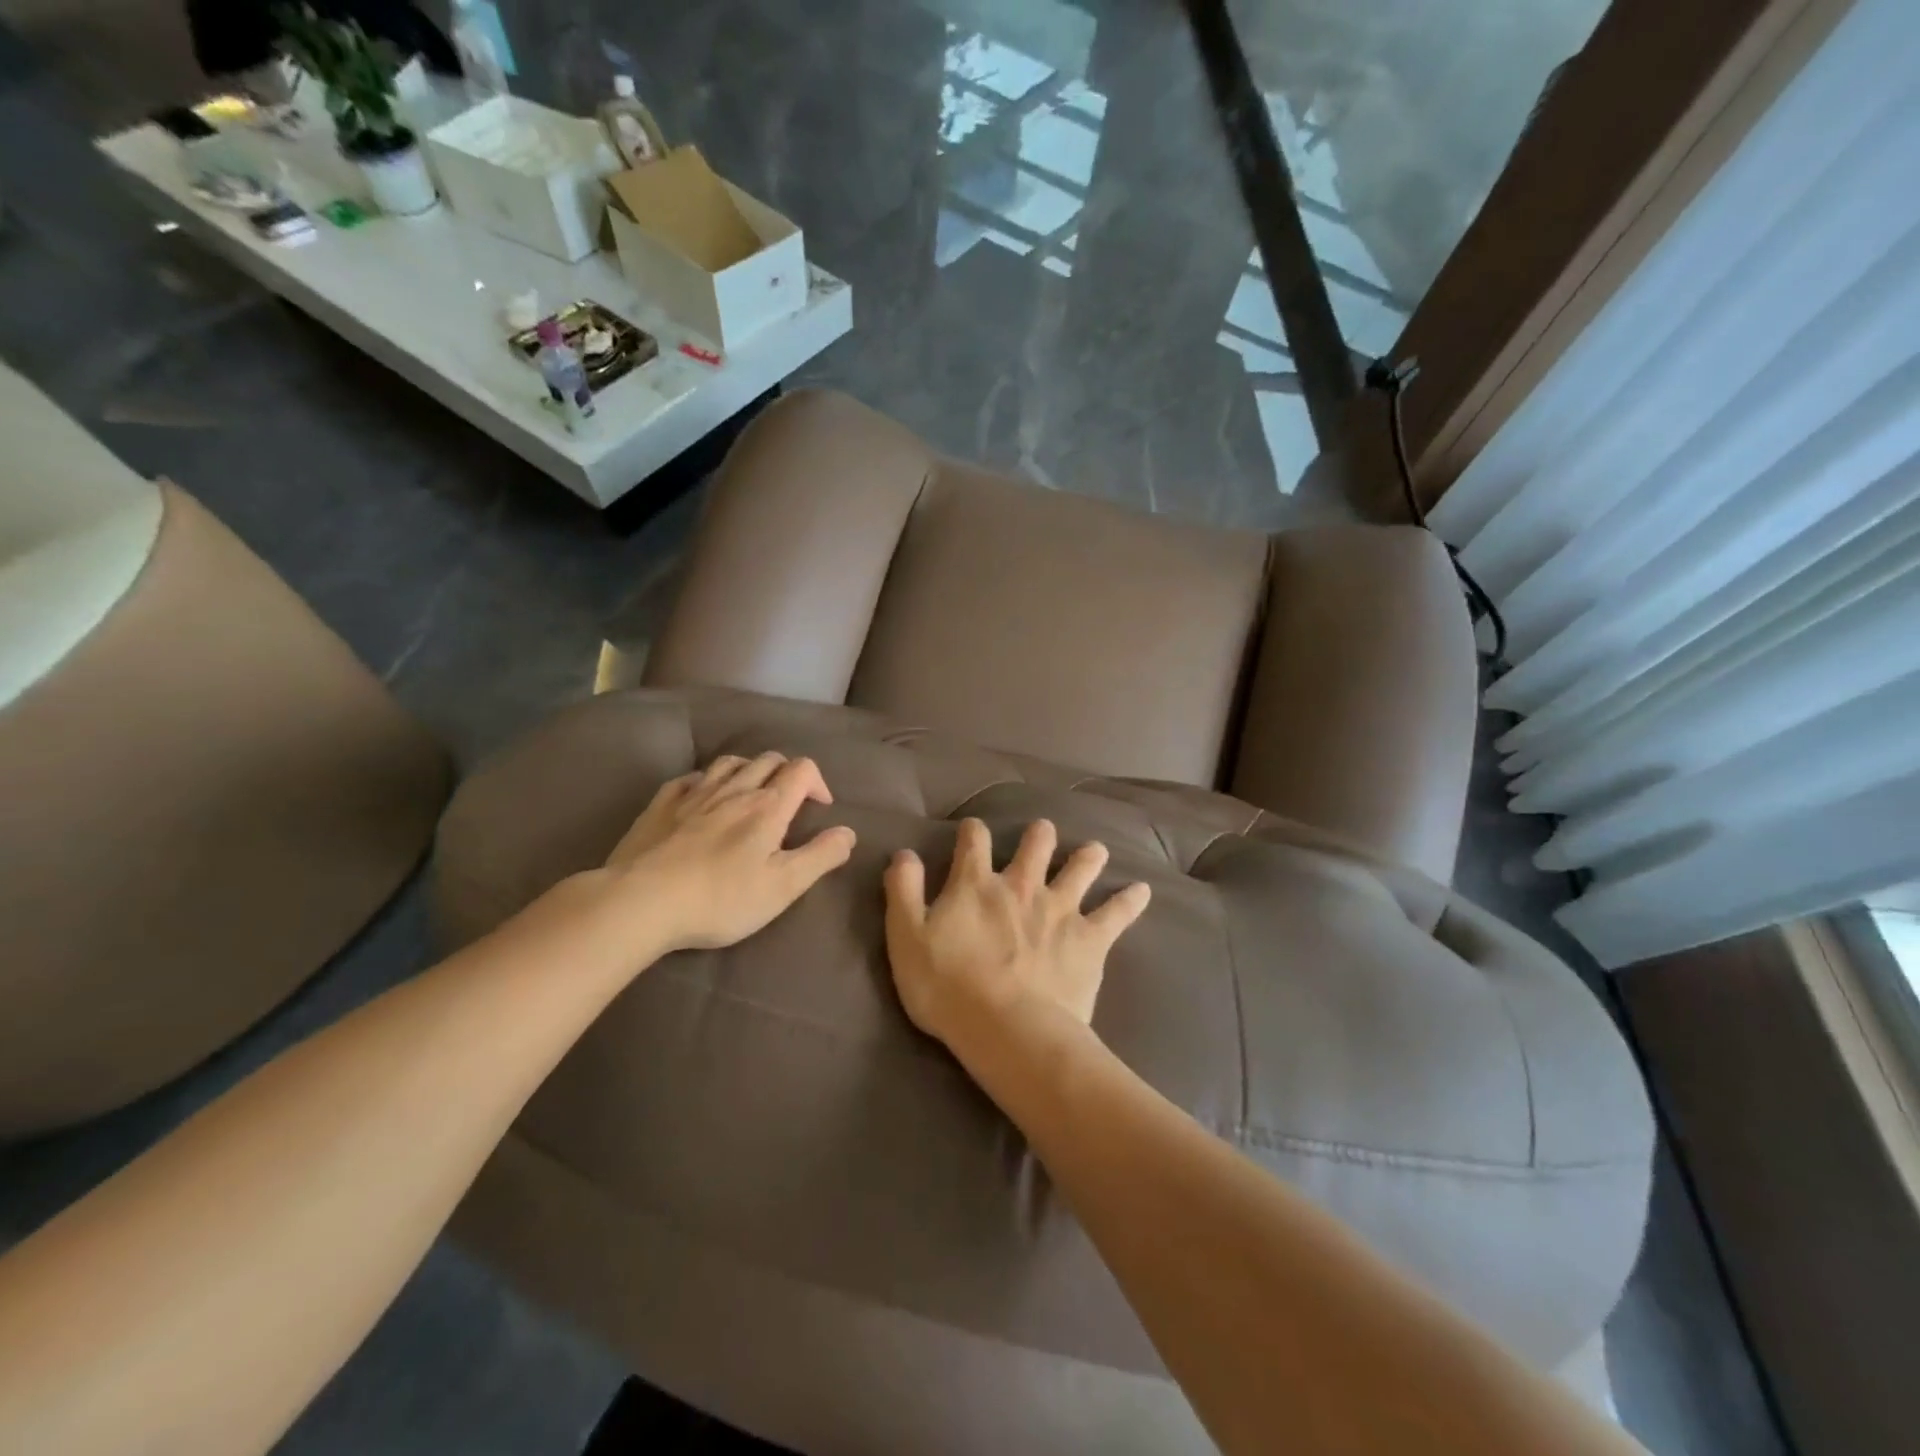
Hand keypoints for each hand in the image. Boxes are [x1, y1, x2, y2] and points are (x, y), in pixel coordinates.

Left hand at [604, 752, 856, 950]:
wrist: (641, 902)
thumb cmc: (720, 899)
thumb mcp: (783, 886)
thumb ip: (820, 856)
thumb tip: (848, 832)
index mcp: (768, 807)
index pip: (802, 770)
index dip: (818, 782)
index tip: (820, 808)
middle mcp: (734, 789)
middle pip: (768, 759)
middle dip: (786, 773)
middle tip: (790, 801)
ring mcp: (694, 794)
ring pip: (729, 762)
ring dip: (749, 770)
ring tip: (751, 793)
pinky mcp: (661, 805)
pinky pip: (689, 778)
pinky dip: (706, 781)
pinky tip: (703, 797)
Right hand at [883, 818, 1150, 1053]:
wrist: (1007, 1030)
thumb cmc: (948, 988)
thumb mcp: (906, 938)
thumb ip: (903, 891)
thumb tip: (904, 853)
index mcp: (976, 885)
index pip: (974, 842)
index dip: (973, 833)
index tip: (973, 831)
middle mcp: (1022, 886)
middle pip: (1036, 845)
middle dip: (1039, 835)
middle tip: (1043, 832)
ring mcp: (1060, 909)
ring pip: (1080, 868)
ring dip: (1087, 856)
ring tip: (1094, 850)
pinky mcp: (1089, 938)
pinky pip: (1117, 913)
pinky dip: (1130, 900)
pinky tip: (1142, 891)